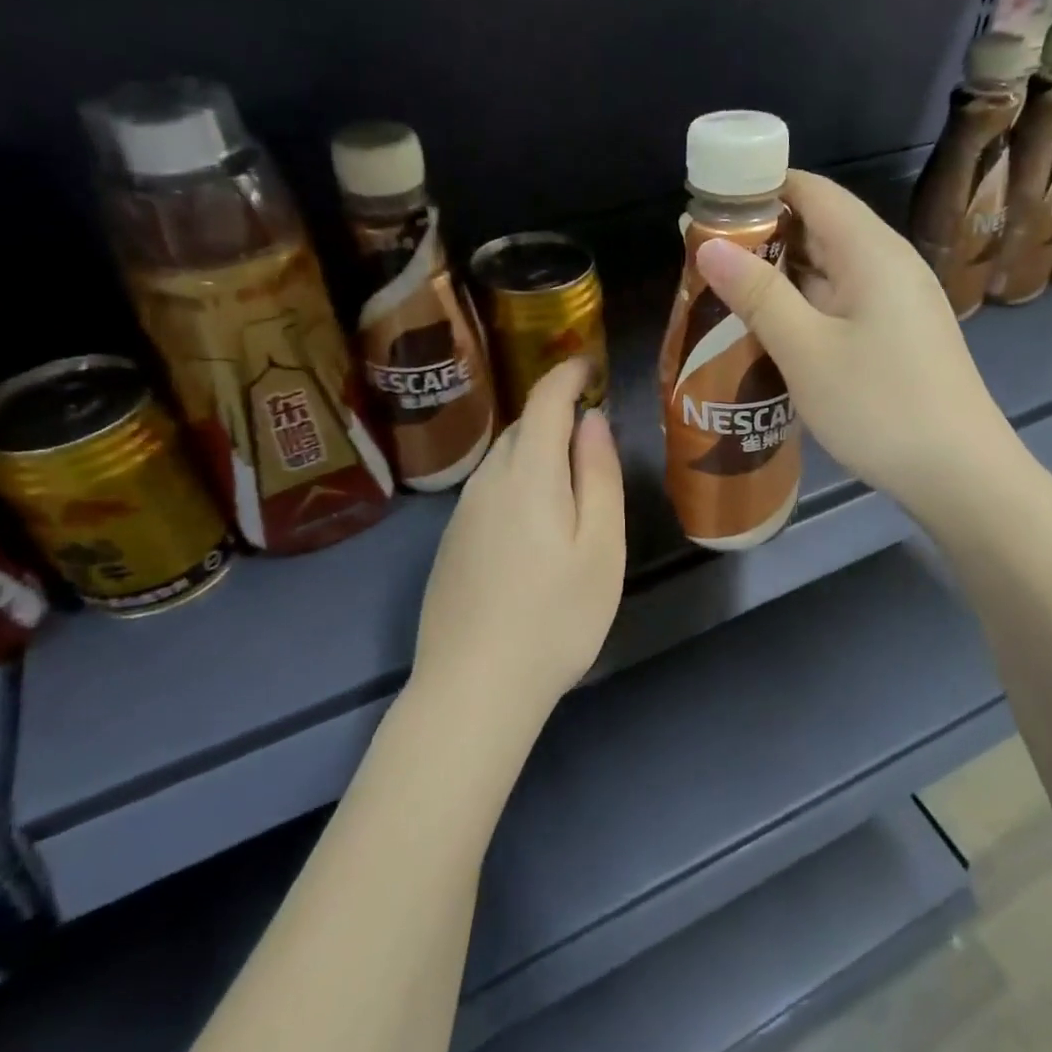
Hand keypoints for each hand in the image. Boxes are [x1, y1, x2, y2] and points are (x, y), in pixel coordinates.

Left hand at [411, 358, 624, 713]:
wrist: (475, 687)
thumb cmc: (557, 617)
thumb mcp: (600, 547)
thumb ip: (599, 477)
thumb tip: (593, 421)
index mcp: (529, 475)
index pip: (545, 402)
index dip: (567, 375)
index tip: (588, 363)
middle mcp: (487, 482)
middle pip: (523, 429)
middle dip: (555, 414)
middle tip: (591, 426)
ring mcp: (462, 515)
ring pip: (503, 461)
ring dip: (536, 450)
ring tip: (569, 472)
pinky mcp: (451, 545)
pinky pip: (488, 492)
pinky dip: (517, 482)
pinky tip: (533, 520)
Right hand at [694, 170, 1016, 522]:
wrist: (959, 474)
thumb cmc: (879, 406)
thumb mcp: (807, 351)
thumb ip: (759, 295)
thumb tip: (711, 244)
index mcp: (871, 251)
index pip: (811, 191)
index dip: (759, 190)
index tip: (708, 208)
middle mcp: (889, 264)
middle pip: (820, 228)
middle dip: (761, 238)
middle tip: (703, 261)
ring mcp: (898, 302)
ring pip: (829, 271)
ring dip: (780, 278)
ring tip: (724, 295)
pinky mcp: (899, 336)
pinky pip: (842, 304)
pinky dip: (804, 308)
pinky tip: (772, 333)